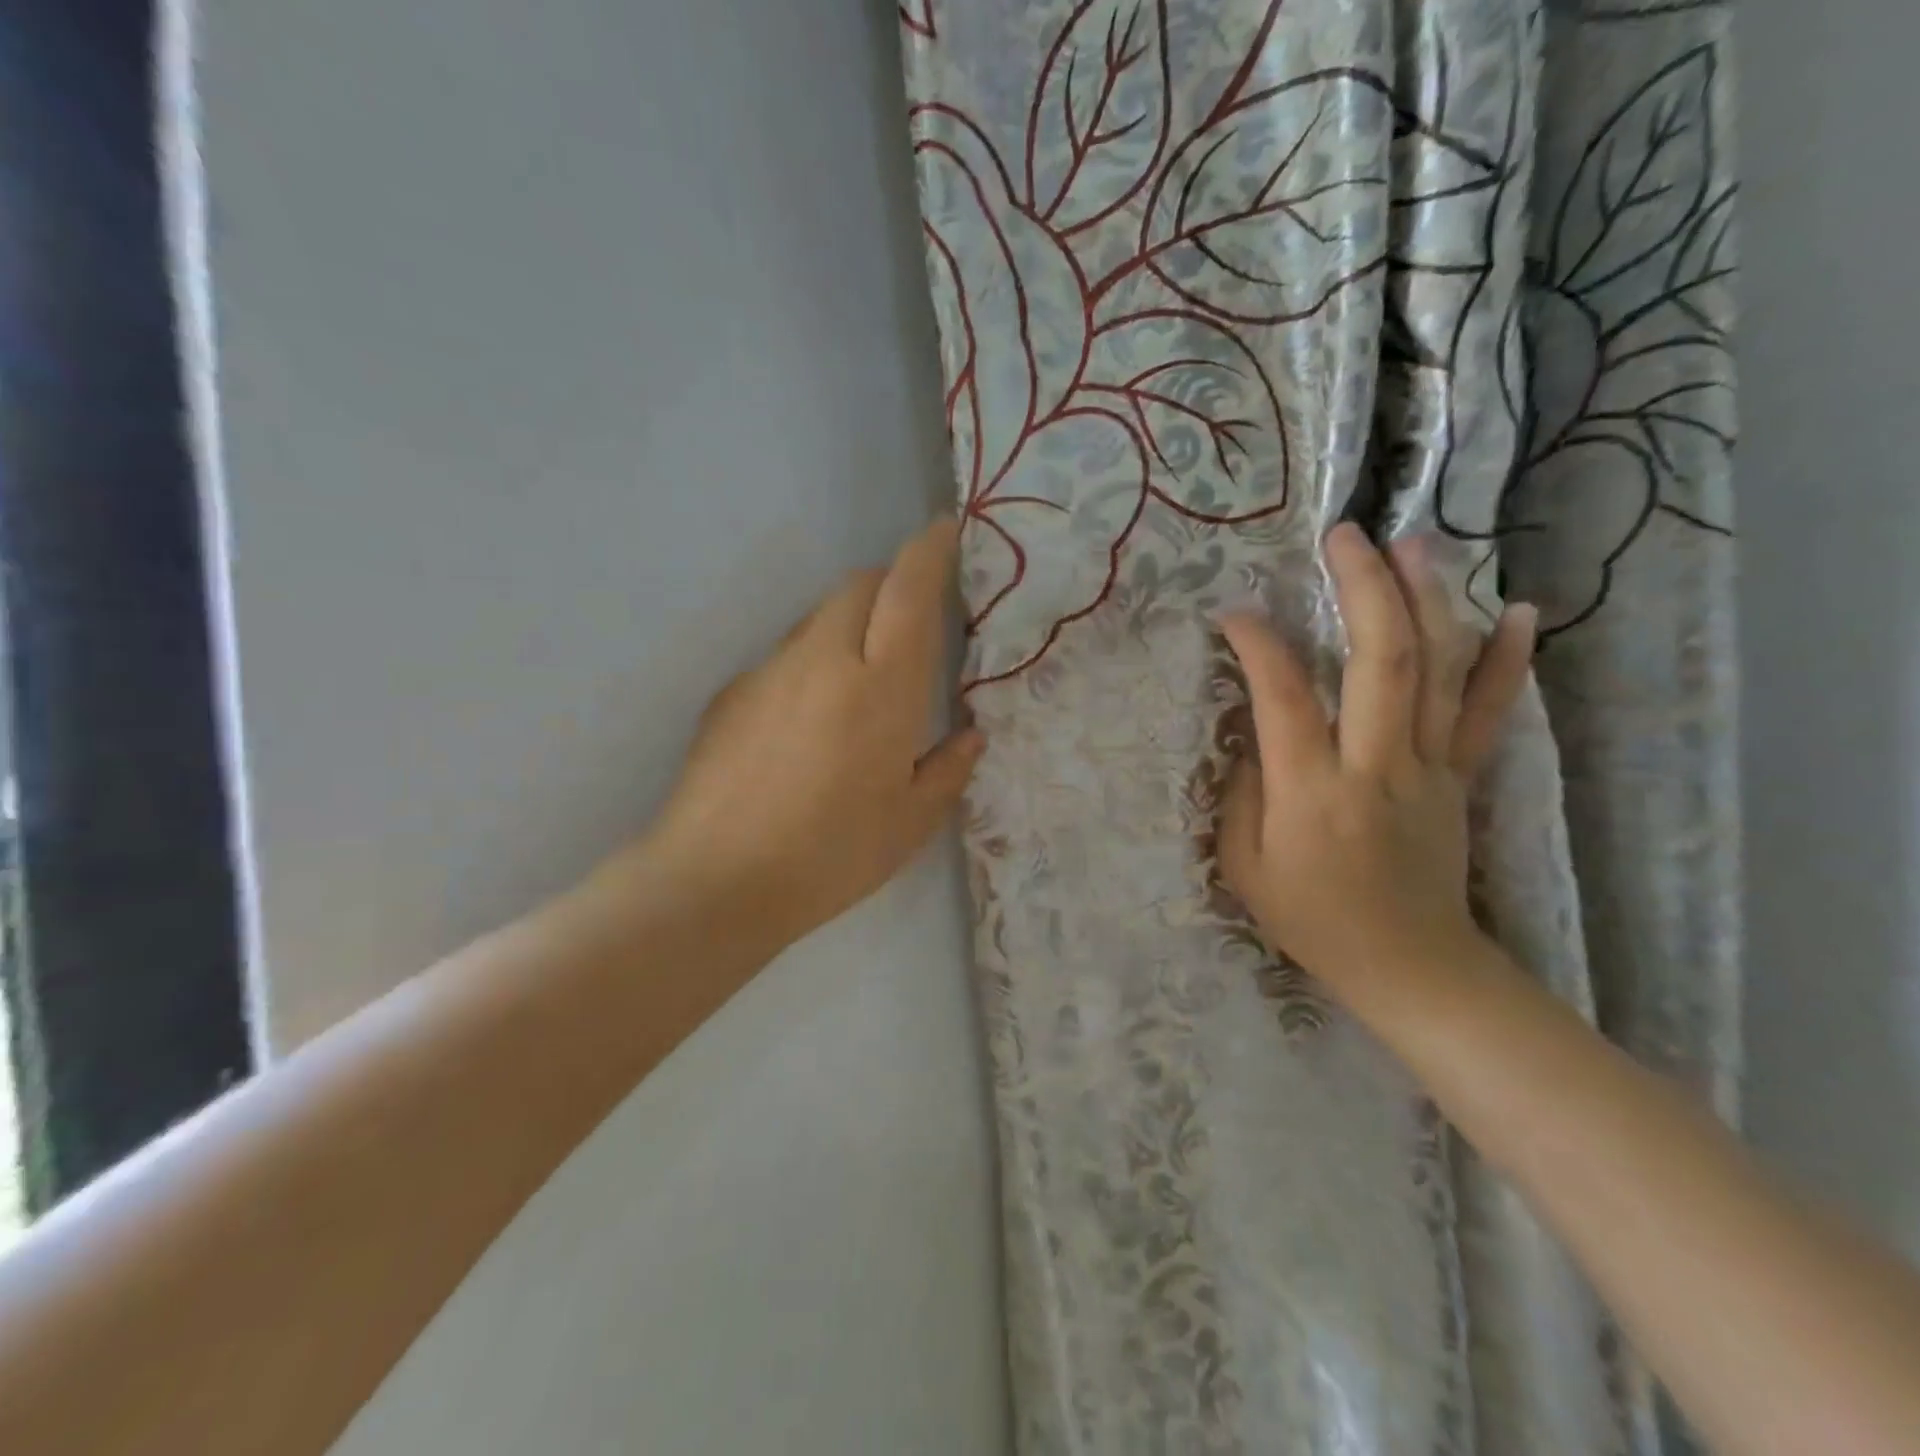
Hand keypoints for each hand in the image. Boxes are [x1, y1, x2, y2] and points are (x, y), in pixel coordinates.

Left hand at [623, 518, 982, 947]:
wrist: (715, 881)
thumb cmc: (831, 855)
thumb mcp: (911, 823)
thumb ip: (948, 769)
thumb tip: (968, 735)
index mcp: (881, 686)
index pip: (907, 589)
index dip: (929, 550)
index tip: (944, 531)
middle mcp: (823, 659)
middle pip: (858, 586)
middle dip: (890, 585)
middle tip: (910, 626)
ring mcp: (768, 671)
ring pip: (818, 618)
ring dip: (848, 626)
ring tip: (858, 687)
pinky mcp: (730, 693)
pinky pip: (783, 658)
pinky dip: (809, 665)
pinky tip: (806, 728)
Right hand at [1216, 523, 1534, 999]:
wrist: (1410, 965)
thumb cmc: (1312, 919)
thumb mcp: (1245, 866)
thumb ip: (1244, 791)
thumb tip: (1254, 730)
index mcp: (1312, 791)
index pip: (1284, 696)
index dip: (1259, 644)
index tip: (1235, 613)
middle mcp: (1376, 766)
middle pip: (1379, 660)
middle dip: (1363, 588)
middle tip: (1345, 536)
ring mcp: (1429, 768)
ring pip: (1438, 671)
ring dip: (1427, 599)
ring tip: (1414, 542)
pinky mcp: (1461, 778)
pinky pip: (1489, 712)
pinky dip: (1506, 659)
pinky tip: (1517, 610)